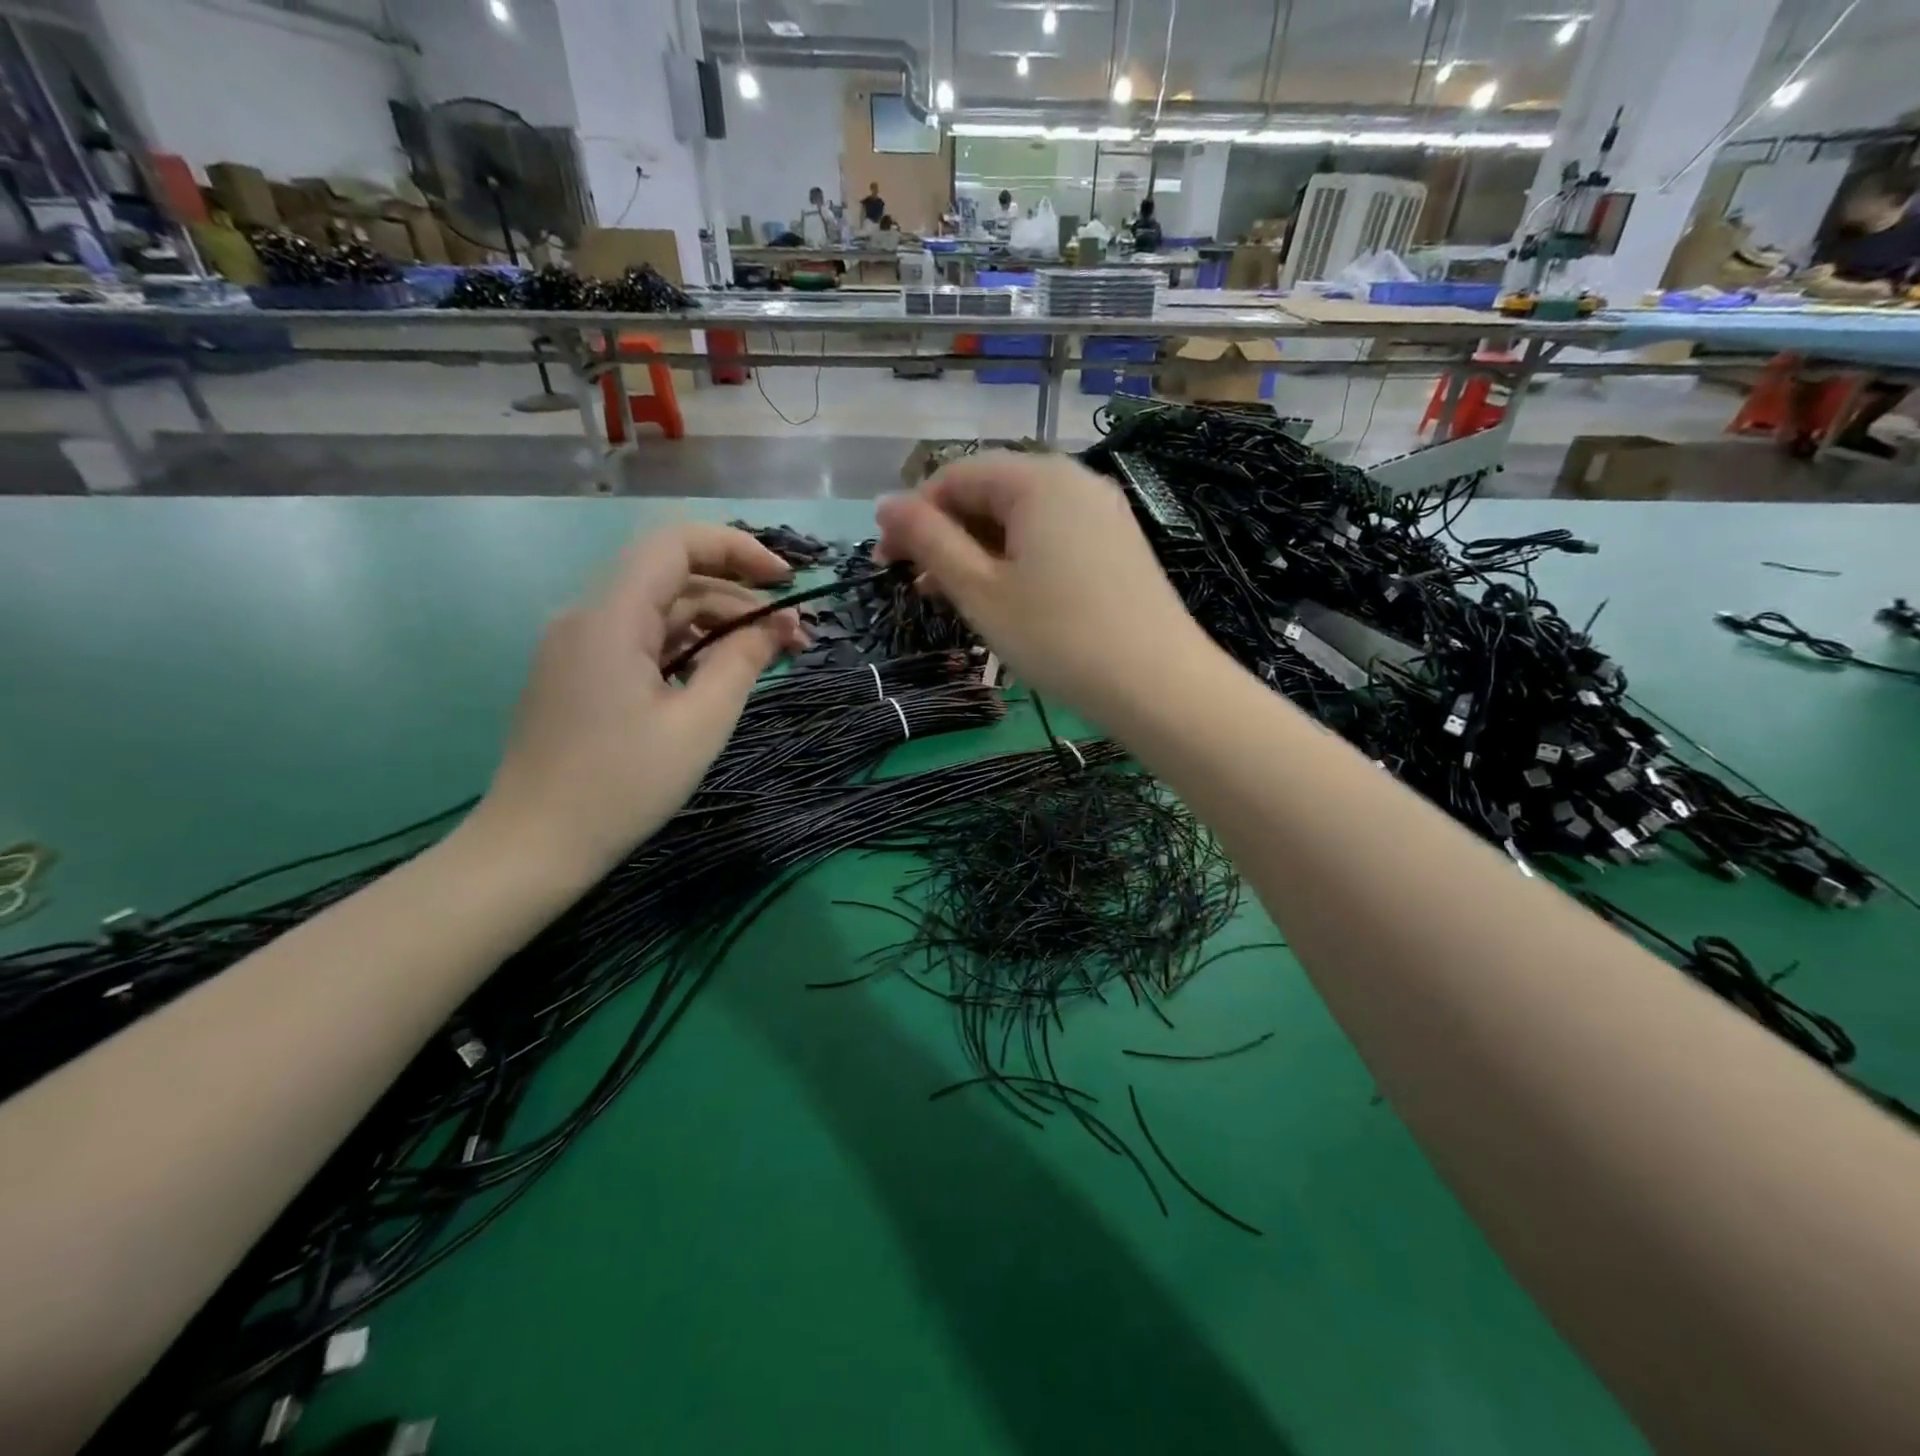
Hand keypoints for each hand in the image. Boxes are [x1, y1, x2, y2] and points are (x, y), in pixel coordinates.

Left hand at [481, 523, 804, 877]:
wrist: (533, 847)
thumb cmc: (622, 786)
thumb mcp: (699, 724)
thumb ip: (742, 662)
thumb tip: (777, 626)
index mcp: (611, 617)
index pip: (676, 544)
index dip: (738, 549)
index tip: (788, 581)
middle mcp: (588, 617)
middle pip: (674, 579)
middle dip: (741, 599)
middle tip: (796, 638)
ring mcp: (578, 646)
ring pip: (660, 613)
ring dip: (718, 626)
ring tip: (770, 658)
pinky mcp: (578, 674)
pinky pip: (641, 642)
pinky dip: (686, 649)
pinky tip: (720, 676)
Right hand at [875, 452, 1212, 725]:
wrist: (1158, 686)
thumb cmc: (1058, 637)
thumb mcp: (980, 590)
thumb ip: (930, 541)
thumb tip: (885, 505)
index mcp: (1038, 479)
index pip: (955, 476)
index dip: (913, 515)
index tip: (885, 561)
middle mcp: (1074, 481)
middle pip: (990, 493)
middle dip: (946, 534)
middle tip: (917, 585)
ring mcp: (1102, 512)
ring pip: (1021, 520)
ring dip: (978, 551)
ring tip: (952, 598)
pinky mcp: (1117, 545)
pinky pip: (1052, 538)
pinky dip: (1016, 561)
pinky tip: (1003, 598)